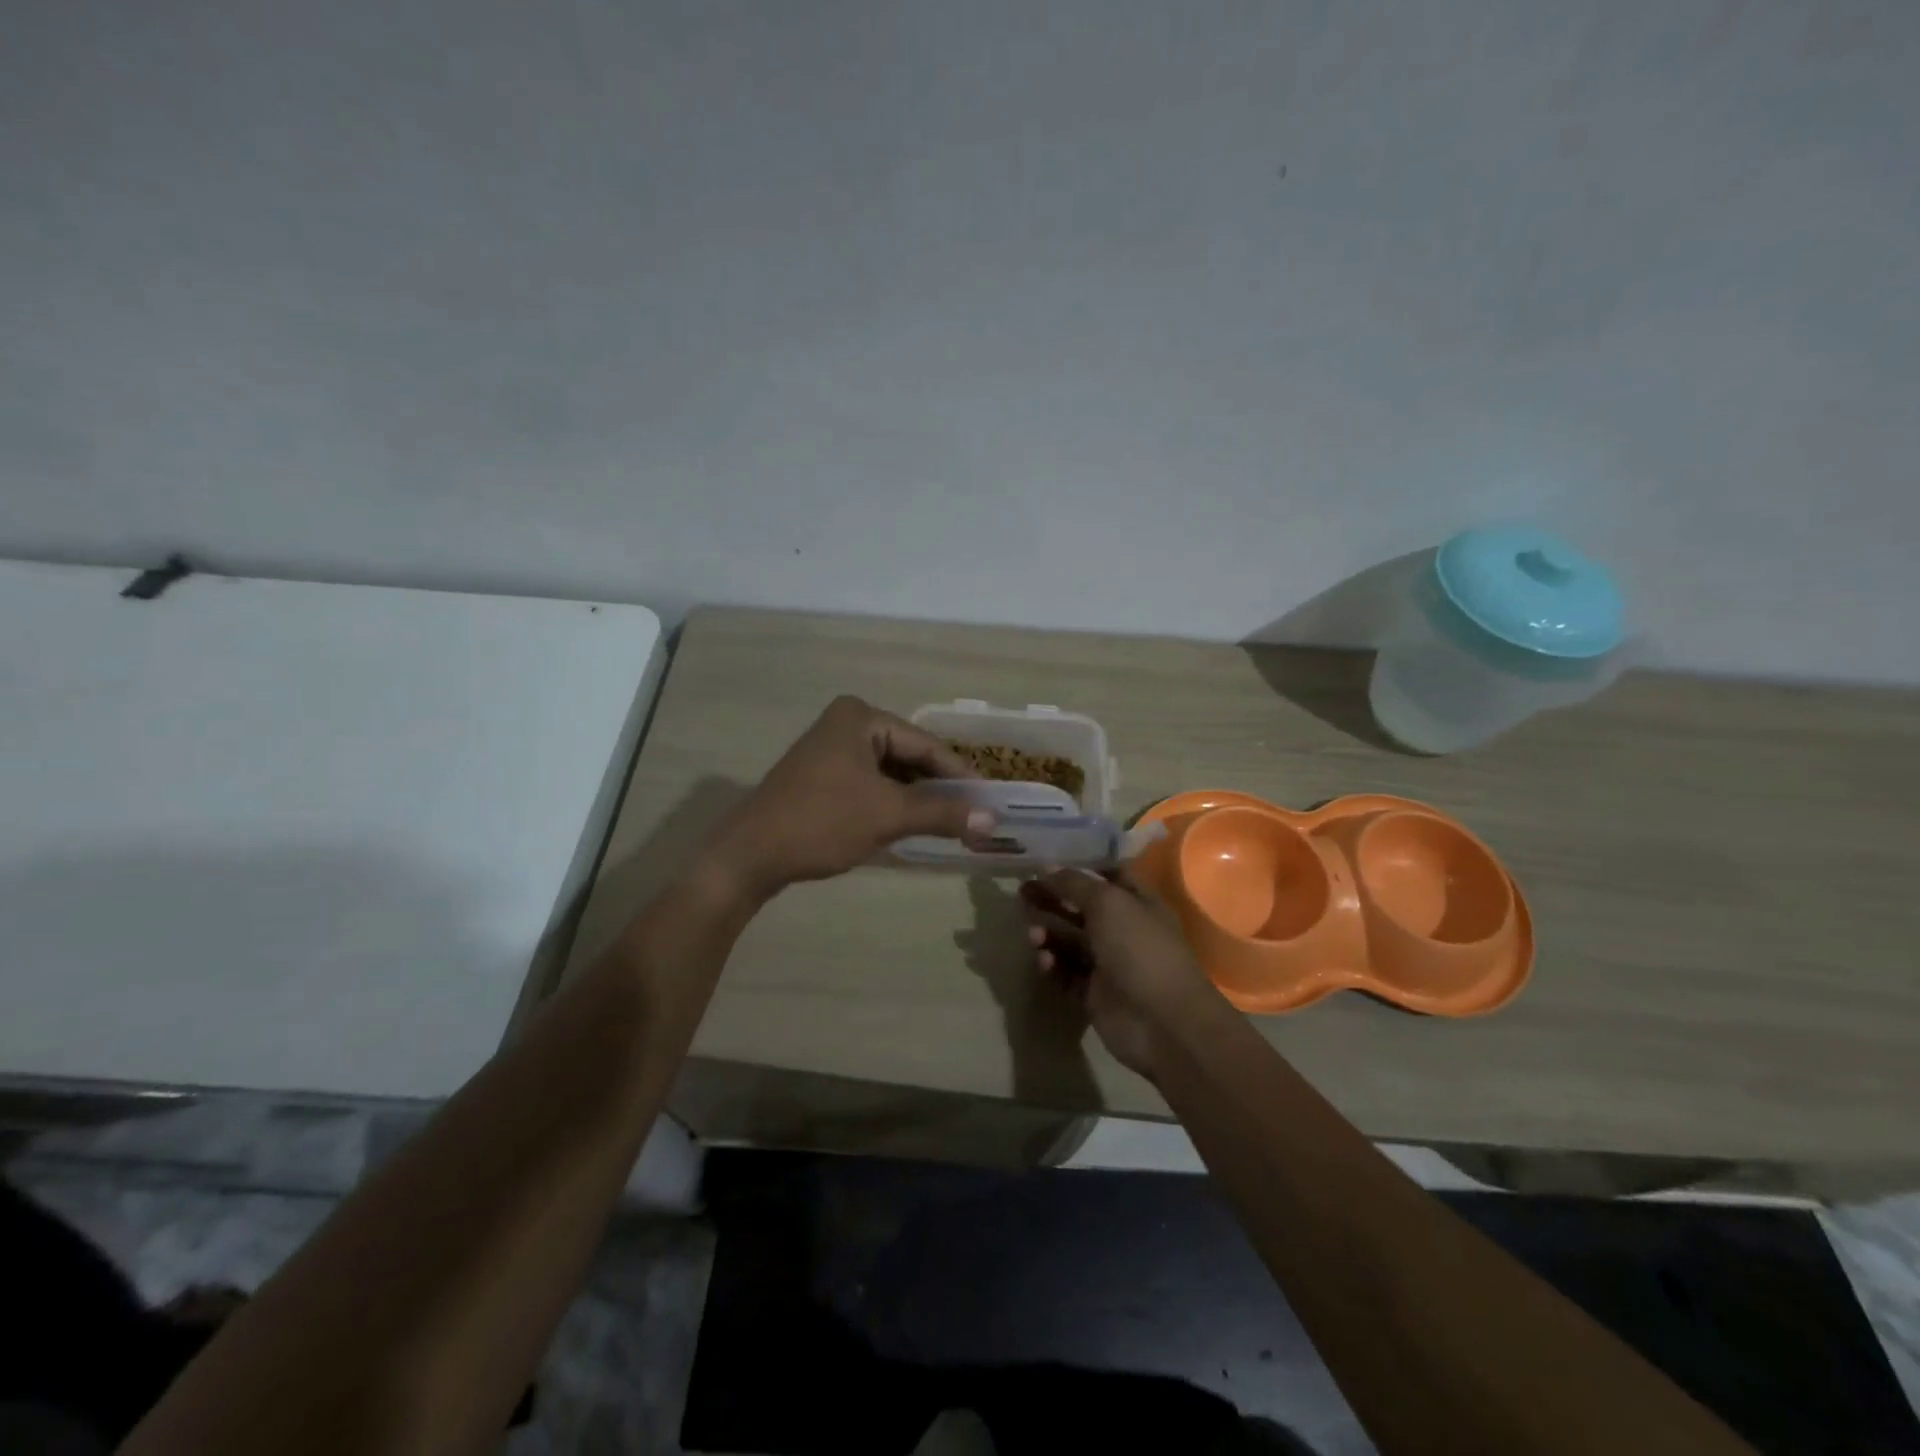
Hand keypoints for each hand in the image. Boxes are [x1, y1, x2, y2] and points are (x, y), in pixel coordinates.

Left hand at [707, 696, 993, 898]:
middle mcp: (846, 724)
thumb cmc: (822, 823)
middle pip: (908, 756)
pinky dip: (893, 804)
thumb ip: (942, 812)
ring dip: (918, 799)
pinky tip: (914, 825)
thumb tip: (994, 819)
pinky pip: (870, 785)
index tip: (992, 800)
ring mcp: (831, 750)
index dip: (961, 774)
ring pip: (890, 773)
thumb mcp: (888, 815)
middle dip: (940, 788)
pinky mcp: (822, 777)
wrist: (749, 856)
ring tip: (953, 824)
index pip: (925, 744)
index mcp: (861, 717)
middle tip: (976, 815)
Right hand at [1018, 868, 1223, 1079]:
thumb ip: (1074, 883)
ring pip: (1070, 942)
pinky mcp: (1094, 994)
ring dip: (1049, 934)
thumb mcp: (1107, 903)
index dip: (1081, 868)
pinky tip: (1044, 960)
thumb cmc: (1139, 949)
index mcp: (1138, 903)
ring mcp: (1109, 964)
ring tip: (1033, 935)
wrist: (1161, 1022)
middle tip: (1022, 892)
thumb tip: (1046, 868)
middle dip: (1053, 899)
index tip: (1048, 863)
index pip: (1108, 876)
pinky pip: (1066, 973)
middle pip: (1082, 908)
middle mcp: (1124, 930)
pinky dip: (1053, 965)